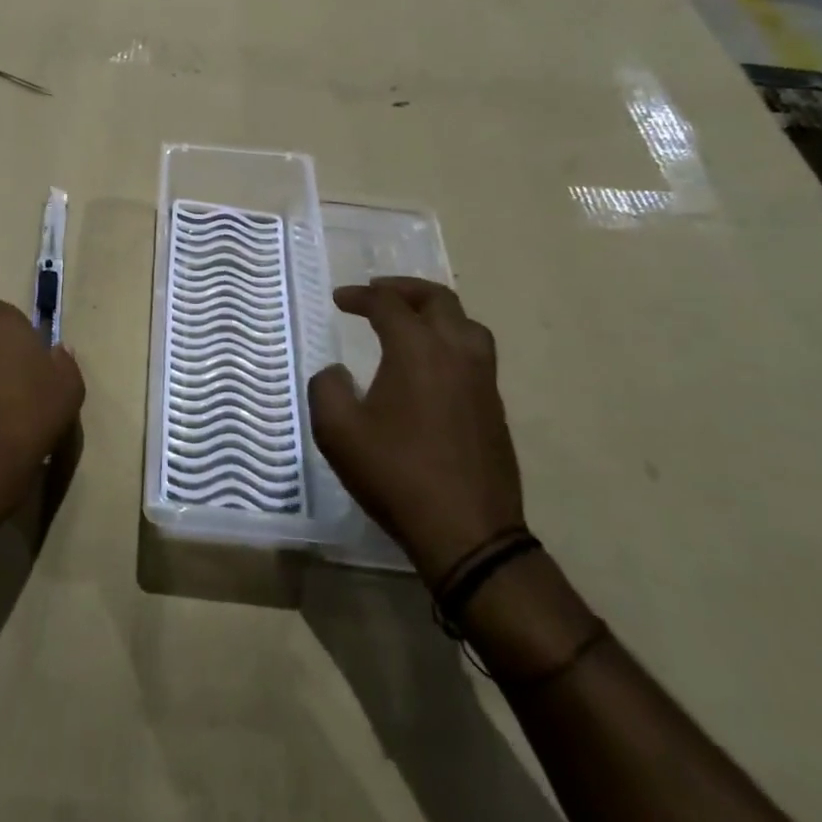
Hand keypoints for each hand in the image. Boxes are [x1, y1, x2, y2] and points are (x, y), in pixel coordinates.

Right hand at [307, 277, 522, 587]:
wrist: (467, 532)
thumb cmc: (396, 474)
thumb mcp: (337, 431)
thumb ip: (326, 388)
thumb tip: (337, 372)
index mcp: (417, 350)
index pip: (388, 304)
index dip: (360, 296)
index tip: (338, 299)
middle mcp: (456, 353)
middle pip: (437, 300)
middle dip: (403, 289)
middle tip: (376, 293)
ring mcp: (483, 379)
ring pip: (466, 323)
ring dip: (434, 311)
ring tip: (410, 320)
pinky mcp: (494, 406)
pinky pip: (475, 352)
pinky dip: (450, 339)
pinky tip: (430, 363)